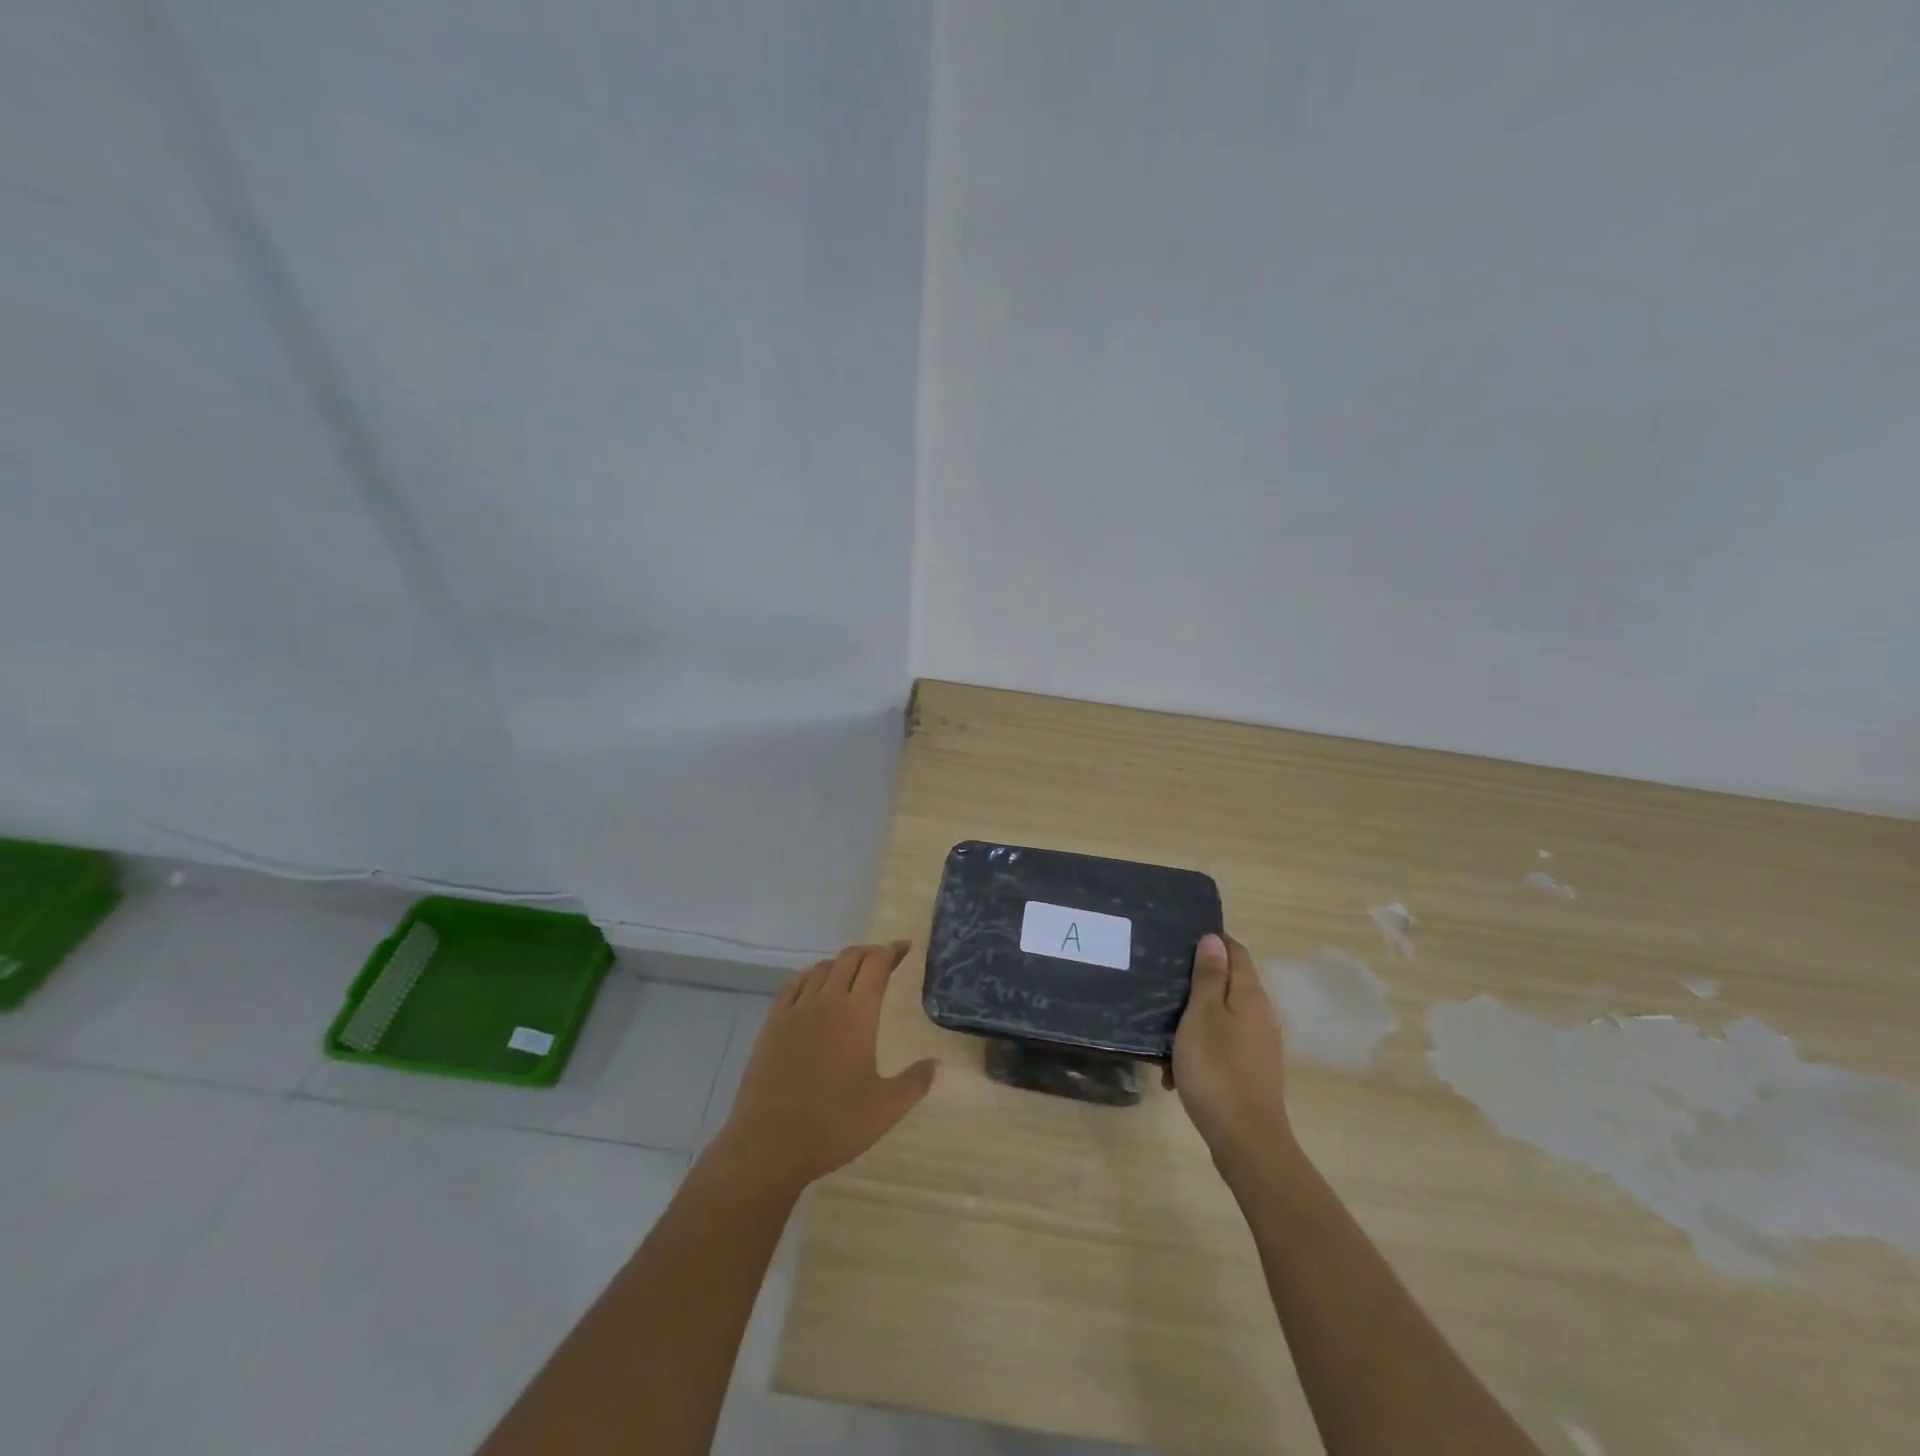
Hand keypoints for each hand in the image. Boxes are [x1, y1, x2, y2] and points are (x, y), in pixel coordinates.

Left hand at [707, 941, 937, 1195]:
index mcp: (857, 1014)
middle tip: (883, 958)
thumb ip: (915, 1082)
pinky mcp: (771, 1025)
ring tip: (852, 972)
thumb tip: (937, 1064)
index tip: (905, 947)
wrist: (769, 1143)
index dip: (892, 951)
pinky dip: (809, 976)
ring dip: (841, 963)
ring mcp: (795, 1011)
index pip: (877, 965)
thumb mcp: (885, 1108)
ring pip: (821, 969)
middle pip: (849, 959)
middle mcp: (826, 1001)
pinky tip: (812, 986)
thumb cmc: (833, 1124)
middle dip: (869, 952)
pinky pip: (792, 985)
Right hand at [1166, 932, 1292, 1170]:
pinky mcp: (1250, 1071)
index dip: (1210, 942)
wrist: (1245, 1140)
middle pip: (1226, 984)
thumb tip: (1214, 939)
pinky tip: (1174, 1072)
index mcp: (1250, 995)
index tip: (1178, 943)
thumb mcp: (1202, 1015)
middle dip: (1194, 985)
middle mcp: (1260, 1015)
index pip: (1235, 951)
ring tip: (1161, 1038)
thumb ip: (1208, 976)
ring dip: (1191, 1023)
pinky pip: (1221, 1047)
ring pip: (1220, 1018)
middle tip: (1160, 988)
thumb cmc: (1217, 1069)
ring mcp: (1258, 1045)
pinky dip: (1198, 1051)